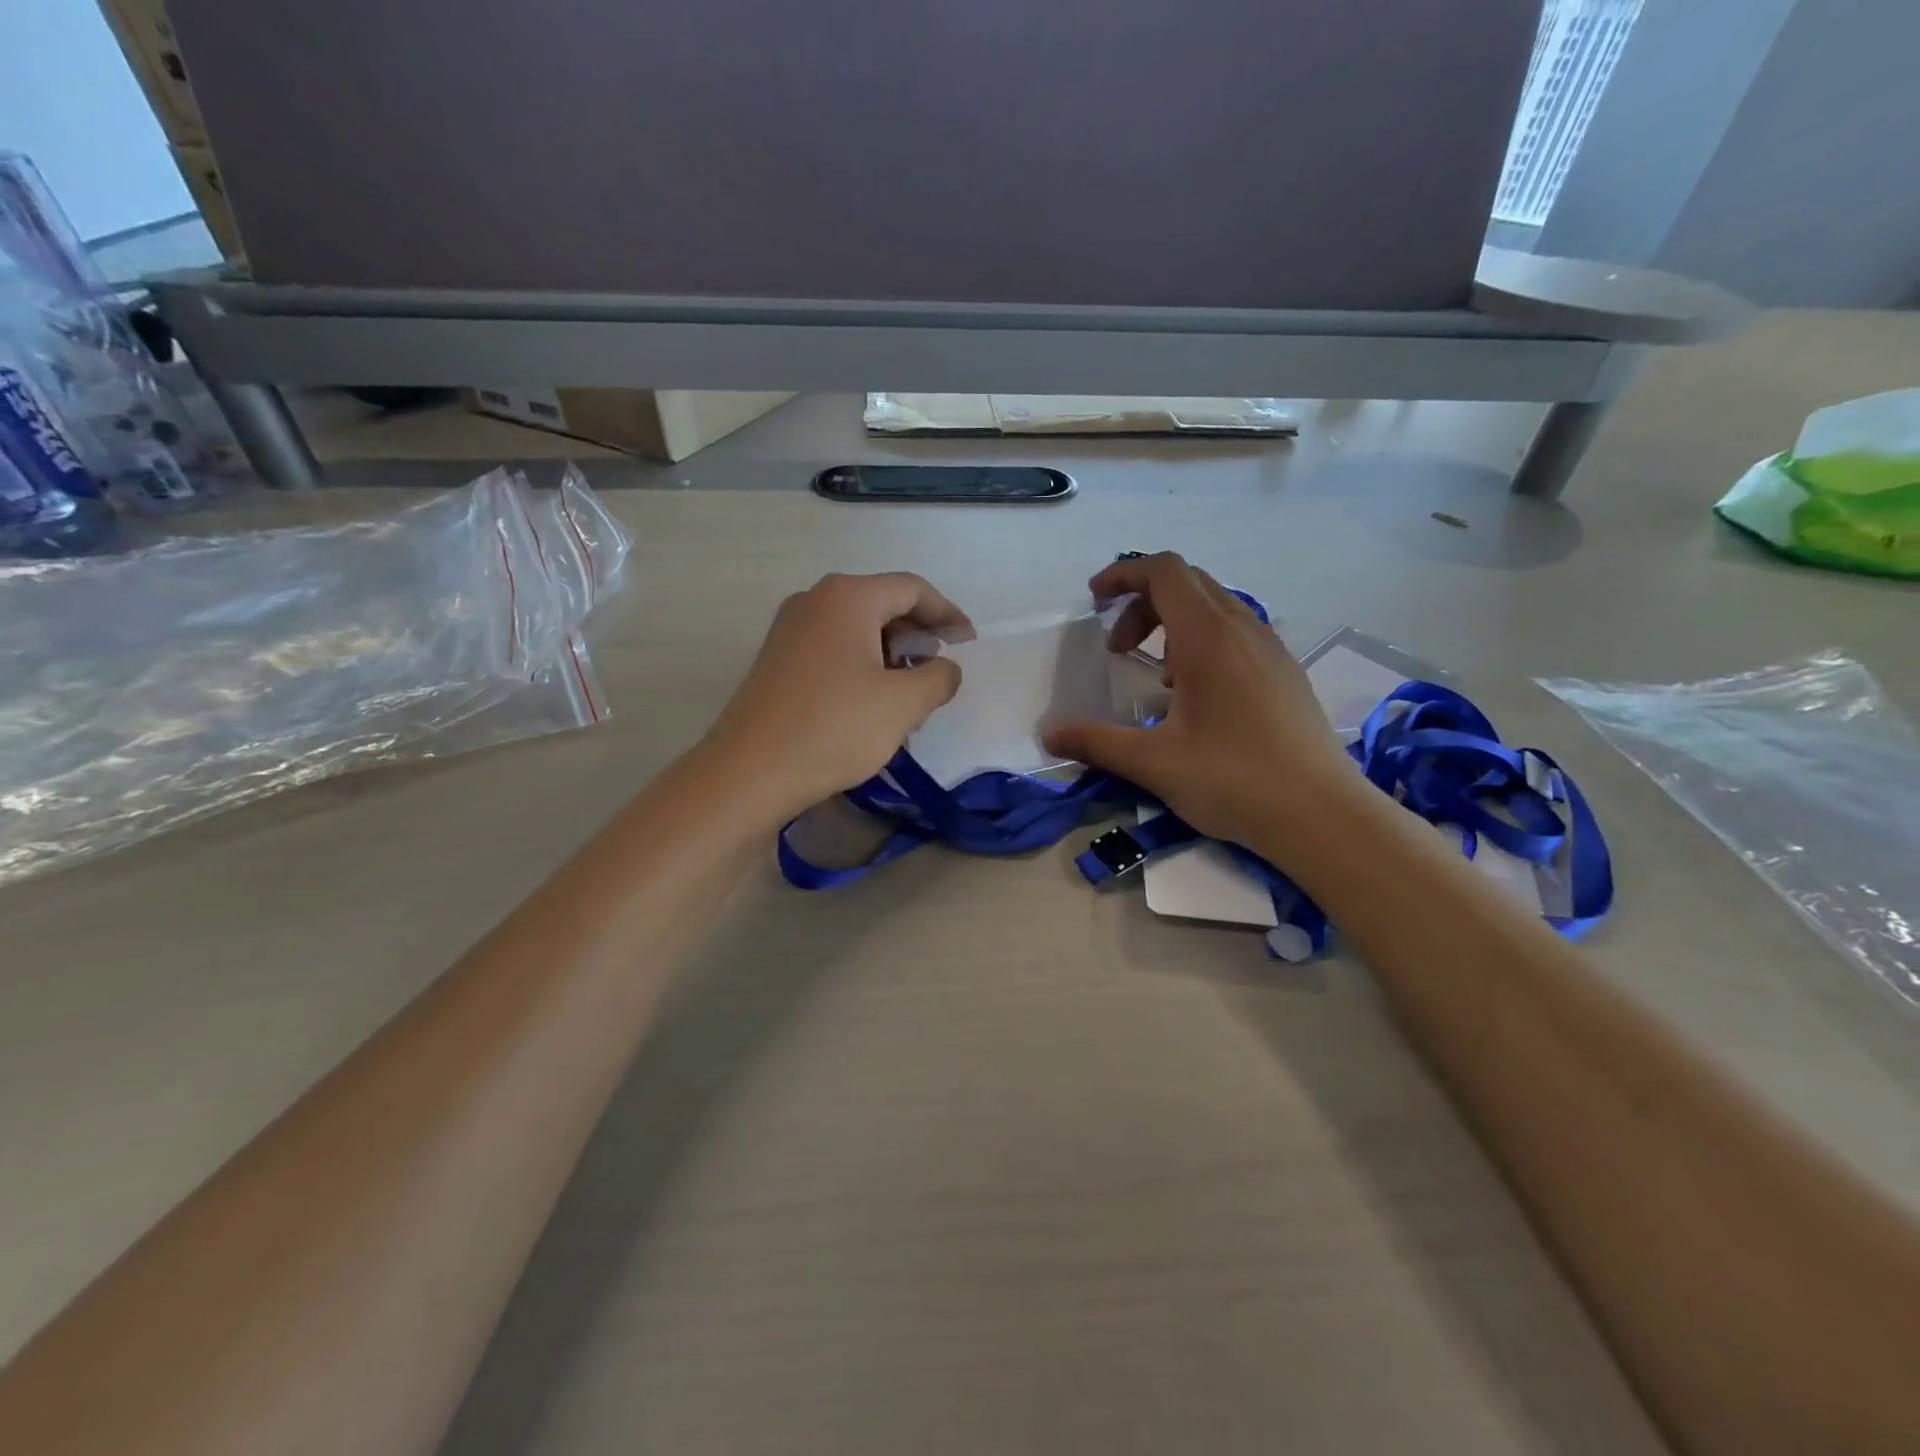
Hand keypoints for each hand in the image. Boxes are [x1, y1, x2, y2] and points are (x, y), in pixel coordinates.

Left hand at [706, 572, 972, 817]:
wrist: (750, 771)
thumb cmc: (835, 728)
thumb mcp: (903, 704)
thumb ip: (939, 678)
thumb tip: (944, 669)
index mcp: (848, 597)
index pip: (912, 589)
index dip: (947, 614)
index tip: (968, 642)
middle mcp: (814, 600)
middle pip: (881, 603)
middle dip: (918, 634)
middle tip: (940, 668)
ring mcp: (789, 628)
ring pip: (856, 628)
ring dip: (890, 652)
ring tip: (910, 691)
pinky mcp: (776, 659)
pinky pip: (832, 647)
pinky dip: (862, 664)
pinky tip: (872, 700)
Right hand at [1042, 553, 1358, 857]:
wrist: (1321, 814)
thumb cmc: (1232, 780)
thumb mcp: (1153, 763)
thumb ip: (1096, 743)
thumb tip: (1049, 736)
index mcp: (1209, 638)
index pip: (1164, 572)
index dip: (1124, 574)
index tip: (1094, 600)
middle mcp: (1244, 629)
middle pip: (1188, 583)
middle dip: (1143, 603)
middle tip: (1118, 649)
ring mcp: (1272, 649)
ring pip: (1216, 607)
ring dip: (1174, 623)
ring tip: (1158, 676)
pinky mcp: (1286, 672)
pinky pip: (1238, 632)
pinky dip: (1205, 642)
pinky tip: (1198, 695)